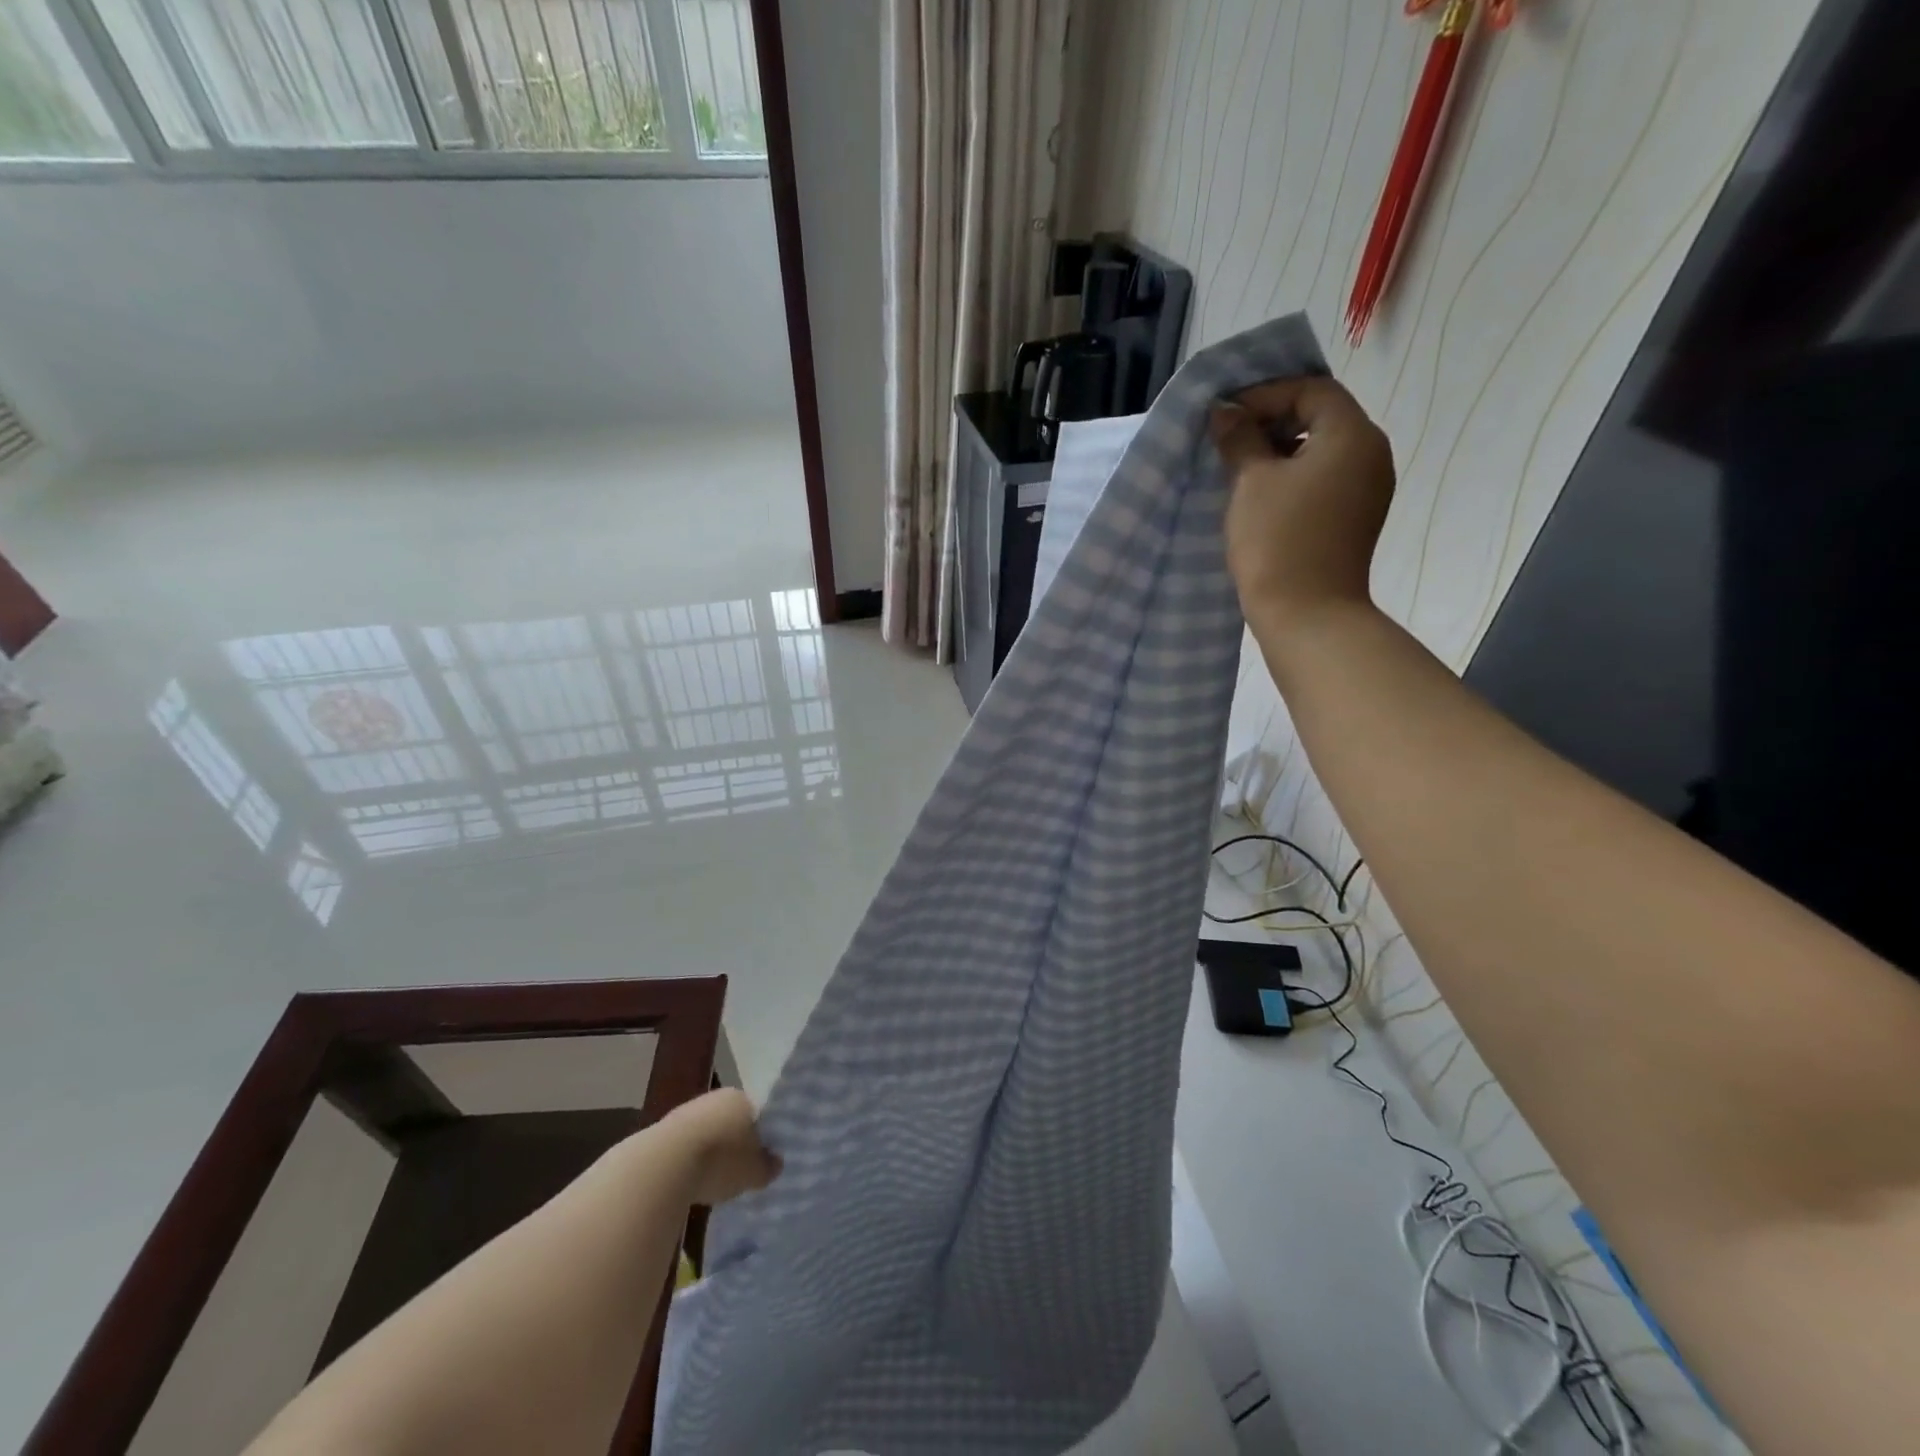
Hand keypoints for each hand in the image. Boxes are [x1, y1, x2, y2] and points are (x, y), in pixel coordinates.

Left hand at [659, 1088, 779, 1205]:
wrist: (663, 1165)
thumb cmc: (720, 1161)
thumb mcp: (754, 1172)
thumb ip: (768, 1167)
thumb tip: (776, 1163)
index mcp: (742, 1098)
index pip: (757, 1113)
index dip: (761, 1136)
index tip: (761, 1157)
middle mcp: (715, 1097)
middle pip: (731, 1121)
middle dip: (734, 1143)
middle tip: (739, 1170)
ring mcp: (687, 1111)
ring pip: (706, 1132)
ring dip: (709, 1152)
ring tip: (712, 1180)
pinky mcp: (662, 1130)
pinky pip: (684, 1145)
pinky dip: (688, 1161)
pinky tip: (689, 1181)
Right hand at [1209, 377, 1395, 631]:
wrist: (1307, 614)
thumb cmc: (1278, 540)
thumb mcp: (1251, 482)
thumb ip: (1240, 439)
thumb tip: (1226, 413)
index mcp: (1352, 434)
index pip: (1311, 389)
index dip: (1265, 394)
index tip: (1225, 415)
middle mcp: (1371, 453)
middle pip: (1322, 416)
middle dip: (1273, 420)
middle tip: (1229, 438)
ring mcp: (1368, 488)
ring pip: (1322, 449)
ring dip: (1281, 450)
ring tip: (1240, 467)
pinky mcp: (1356, 517)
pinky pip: (1325, 478)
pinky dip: (1294, 475)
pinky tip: (1262, 494)